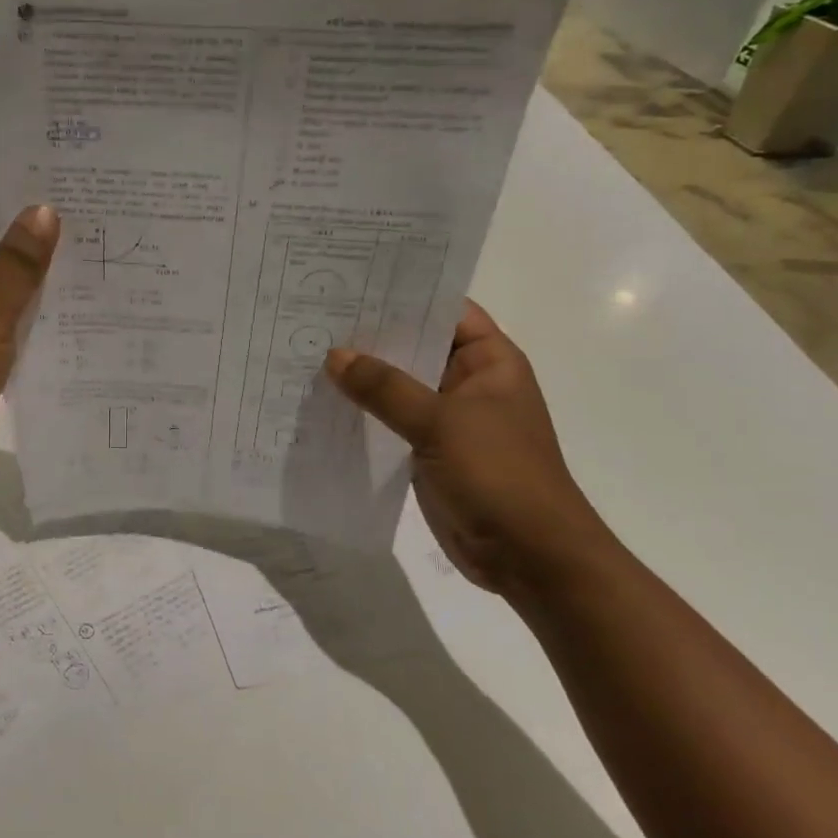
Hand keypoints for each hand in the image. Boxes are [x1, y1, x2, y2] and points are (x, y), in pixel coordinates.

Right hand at [325, 301, 611, 595]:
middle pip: (415, 346)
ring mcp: (448, 418)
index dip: (403, 293)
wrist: (529, 557)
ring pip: (399, 385)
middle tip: (315, 314)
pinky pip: (391, 420)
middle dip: (371, 335)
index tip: (352, 280)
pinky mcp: (429, 451)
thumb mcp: (440, 422)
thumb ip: (385, 387)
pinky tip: (322, 402)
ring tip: (307, 351)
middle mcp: (469, 382)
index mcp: (489, 361)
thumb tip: (334, 356)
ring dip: (362, 376)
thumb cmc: (499, 474)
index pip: (444, 310)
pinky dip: (363, 412)